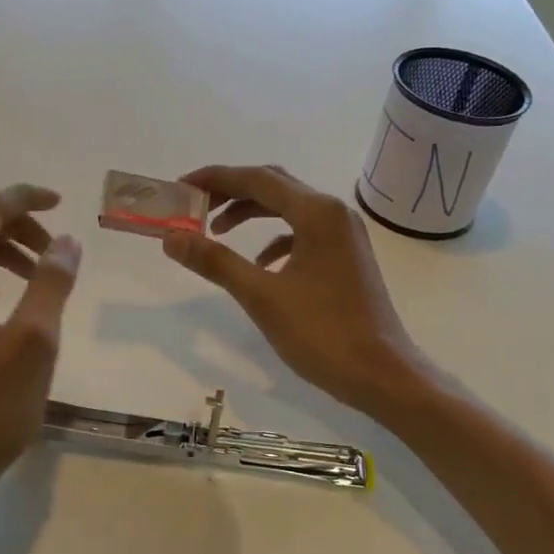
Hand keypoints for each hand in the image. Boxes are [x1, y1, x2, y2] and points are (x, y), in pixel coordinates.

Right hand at [162, 165, 423, 416]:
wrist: (381, 374)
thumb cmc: (322, 333)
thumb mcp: (262, 296)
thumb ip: (216, 262)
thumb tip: (172, 239)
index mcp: (317, 212)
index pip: (257, 178)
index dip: (215, 179)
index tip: (181, 187)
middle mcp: (334, 213)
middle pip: (274, 187)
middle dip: (231, 192)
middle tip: (194, 208)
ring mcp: (345, 235)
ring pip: (289, 210)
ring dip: (252, 214)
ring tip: (216, 233)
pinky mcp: (347, 257)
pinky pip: (304, 234)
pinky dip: (275, 240)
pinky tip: (259, 265)